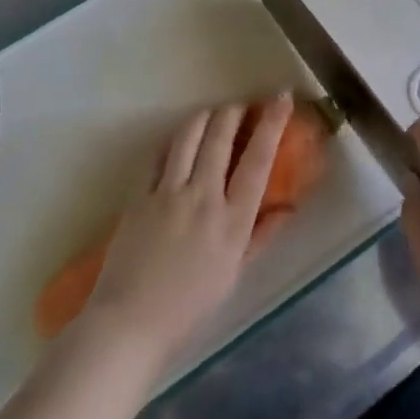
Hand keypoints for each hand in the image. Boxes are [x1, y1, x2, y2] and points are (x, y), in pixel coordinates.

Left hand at [83, 93, 289, 366]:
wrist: (131, 321)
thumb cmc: (190, 305)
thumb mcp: (234, 273)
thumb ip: (261, 235)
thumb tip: (288, 208)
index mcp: (232, 220)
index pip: (258, 160)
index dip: (271, 124)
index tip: (281, 98)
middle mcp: (203, 197)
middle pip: (220, 137)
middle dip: (233, 112)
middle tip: (240, 105)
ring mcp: (168, 193)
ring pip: (188, 136)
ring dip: (204, 117)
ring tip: (212, 113)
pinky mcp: (139, 195)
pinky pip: (158, 156)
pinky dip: (172, 141)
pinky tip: (178, 139)